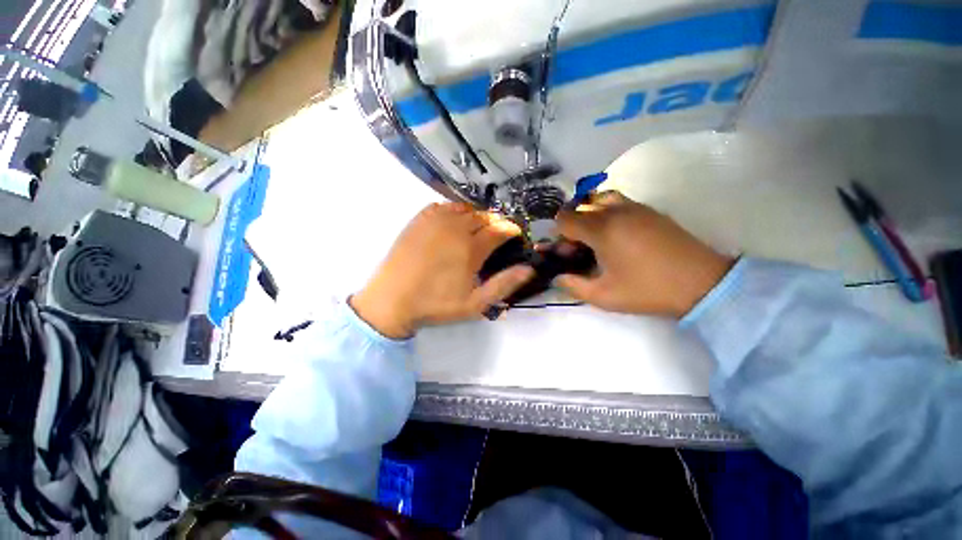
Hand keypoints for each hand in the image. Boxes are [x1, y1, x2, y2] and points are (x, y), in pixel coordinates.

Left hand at [351, 203, 534, 337]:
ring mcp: (435, 221)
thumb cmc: (436, 304)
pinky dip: (454, 210)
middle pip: (483, 216)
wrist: (392, 299)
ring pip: (465, 209)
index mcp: (471, 248)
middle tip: (498, 232)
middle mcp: (455, 228)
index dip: (511, 229)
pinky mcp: (419, 220)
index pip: (499, 229)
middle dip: (496, 222)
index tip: (516, 233)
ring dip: (476, 215)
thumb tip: (528, 269)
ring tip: (478, 227)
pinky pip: (443, 206)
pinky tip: (454, 221)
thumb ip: (504, 284)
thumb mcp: (475, 303)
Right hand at [555, 191, 733, 318]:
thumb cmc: (647, 290)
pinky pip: (619, 203)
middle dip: (572, 227)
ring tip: (595, 238)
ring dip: (590, 215)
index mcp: (602, 229)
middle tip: (579, 250)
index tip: (566, 252)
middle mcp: (616, 211)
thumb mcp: (603, 296)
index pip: (565, 219)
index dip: (558, 235)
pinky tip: (617, 236)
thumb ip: (573, 285)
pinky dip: (607, 213)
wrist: (702, 283)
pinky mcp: (650, 211)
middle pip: (580, 208)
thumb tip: (557, 277)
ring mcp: (636, 207)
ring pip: (600, 200)